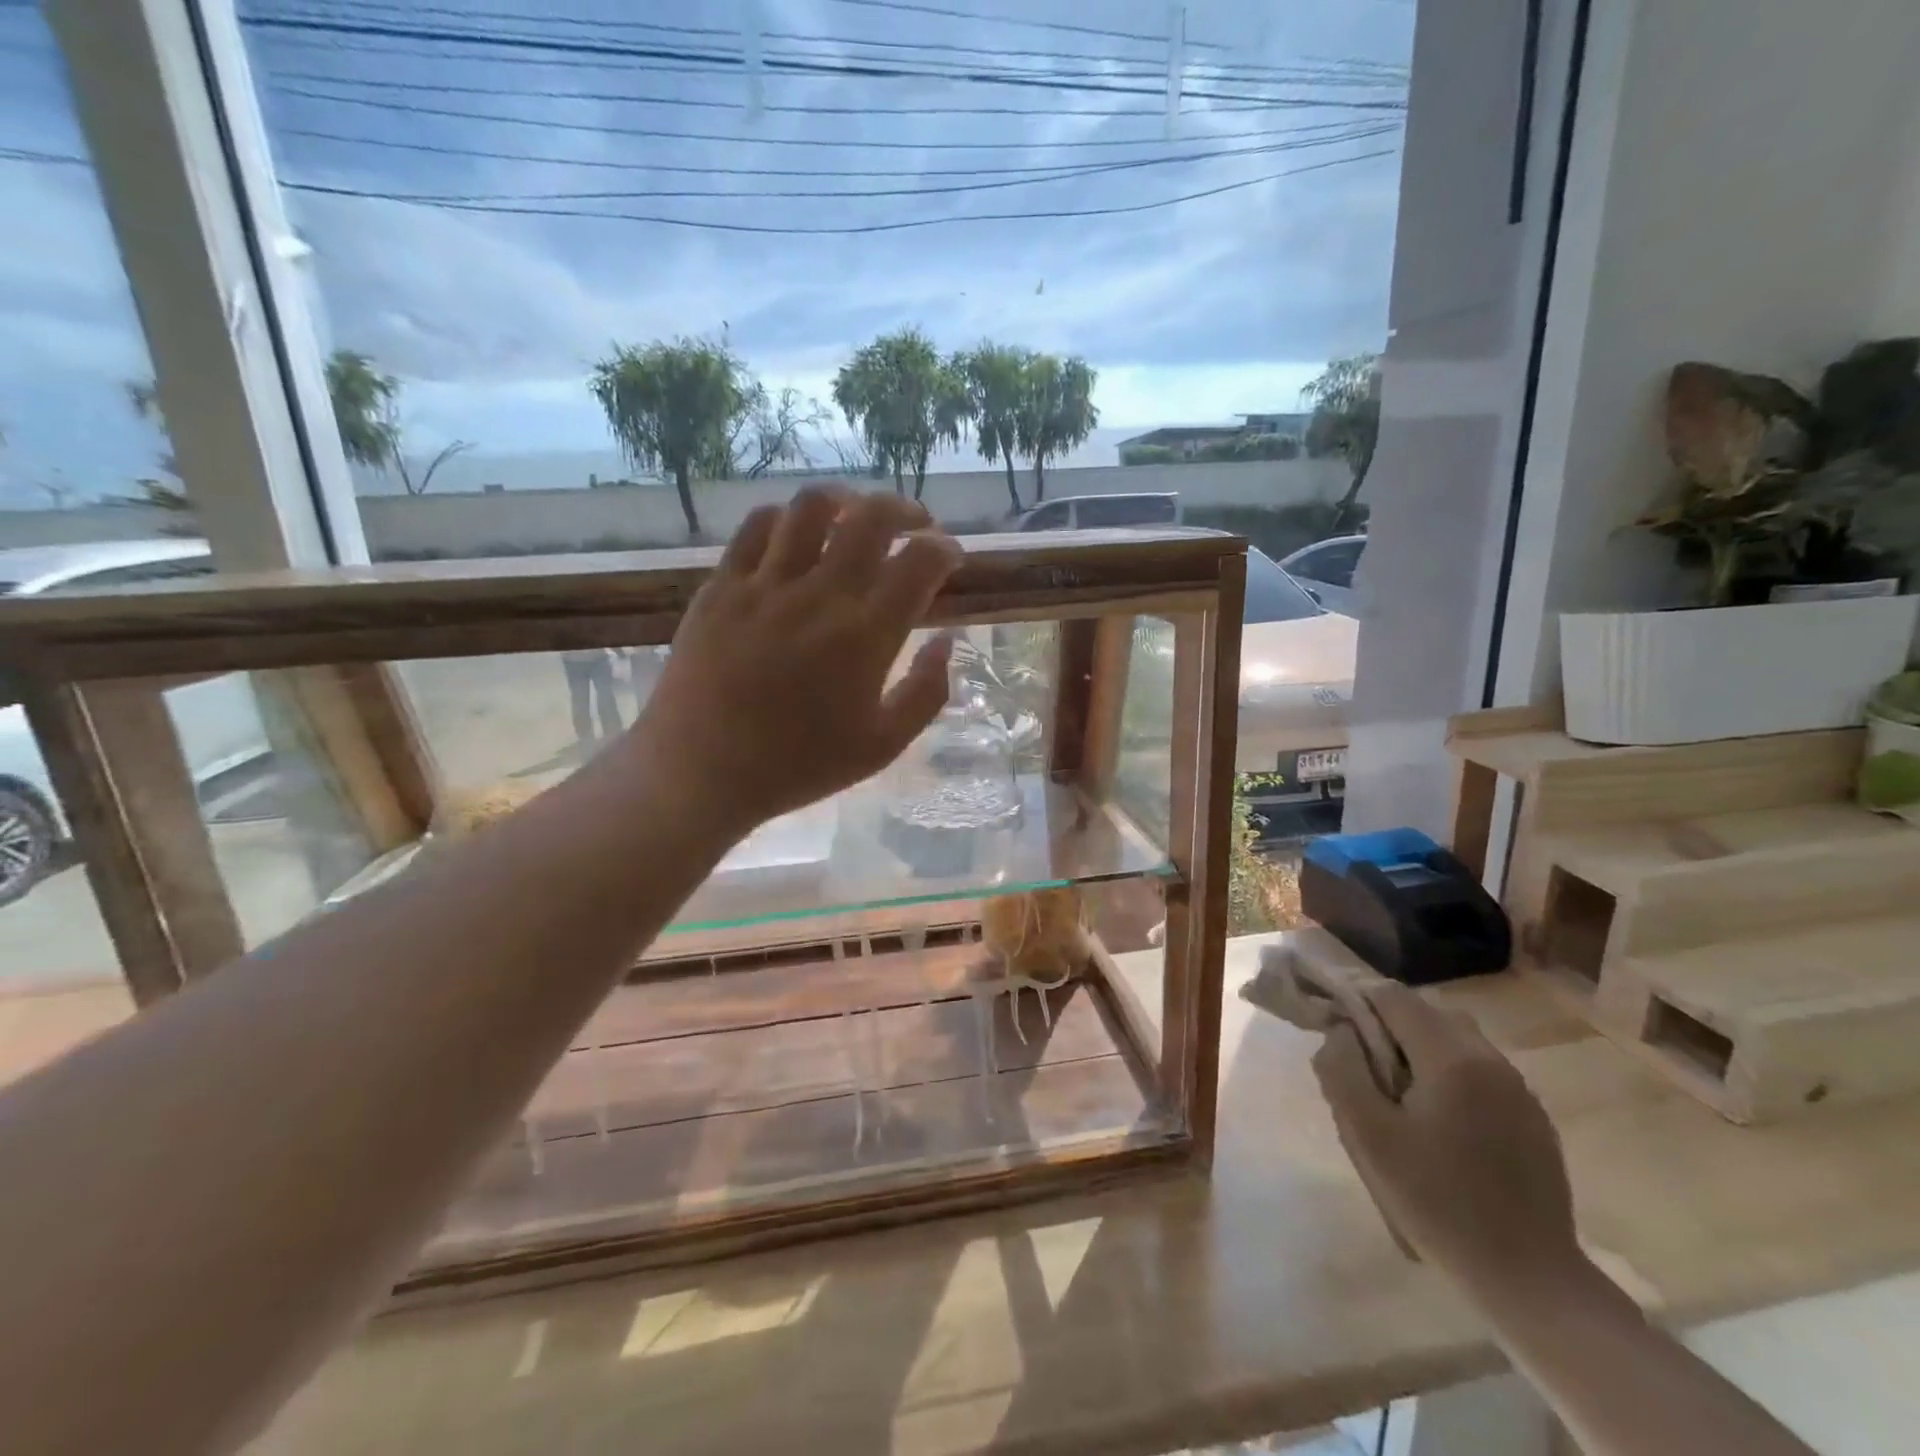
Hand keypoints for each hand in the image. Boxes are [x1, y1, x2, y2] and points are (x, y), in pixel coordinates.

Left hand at [627, 487, 962, 836]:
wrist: (701, 772)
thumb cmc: (799, 765)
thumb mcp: (883, 746)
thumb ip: (927, 692)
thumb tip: (947, 642)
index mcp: (866, 635)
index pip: (920, 562)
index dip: (945, 551)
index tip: (951, 559)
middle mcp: (819, 595)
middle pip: (872, 518)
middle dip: (906, 510)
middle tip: (916, 526)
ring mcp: (765, 584)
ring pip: (812, 507)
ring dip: (847, 500)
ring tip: (857, 516)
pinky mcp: (721, 586)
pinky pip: (757, 527)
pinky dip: (787, 518)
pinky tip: (797, 534)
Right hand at [1313, 983, 1581, 1298]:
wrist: (1528, 1279)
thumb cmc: (1435, 1202)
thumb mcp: (1367, 1135)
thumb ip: (1342, 1070)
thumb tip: (1339, 1030)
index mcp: (1451, 1058)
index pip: (1393, 996)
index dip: (1357, 1000)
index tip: (1335, 1029)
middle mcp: (1491, 1059)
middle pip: (1427, 1012)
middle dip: (1388, 1025)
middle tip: (1364, 1068)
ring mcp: (1519, 1089)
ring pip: (1456, 1039)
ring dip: (1420, 1048)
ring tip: (1399, 1095)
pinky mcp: (1534, 1118)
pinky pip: (1481, 1071)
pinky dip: (1450, 1074)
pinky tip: (1440, 1123)